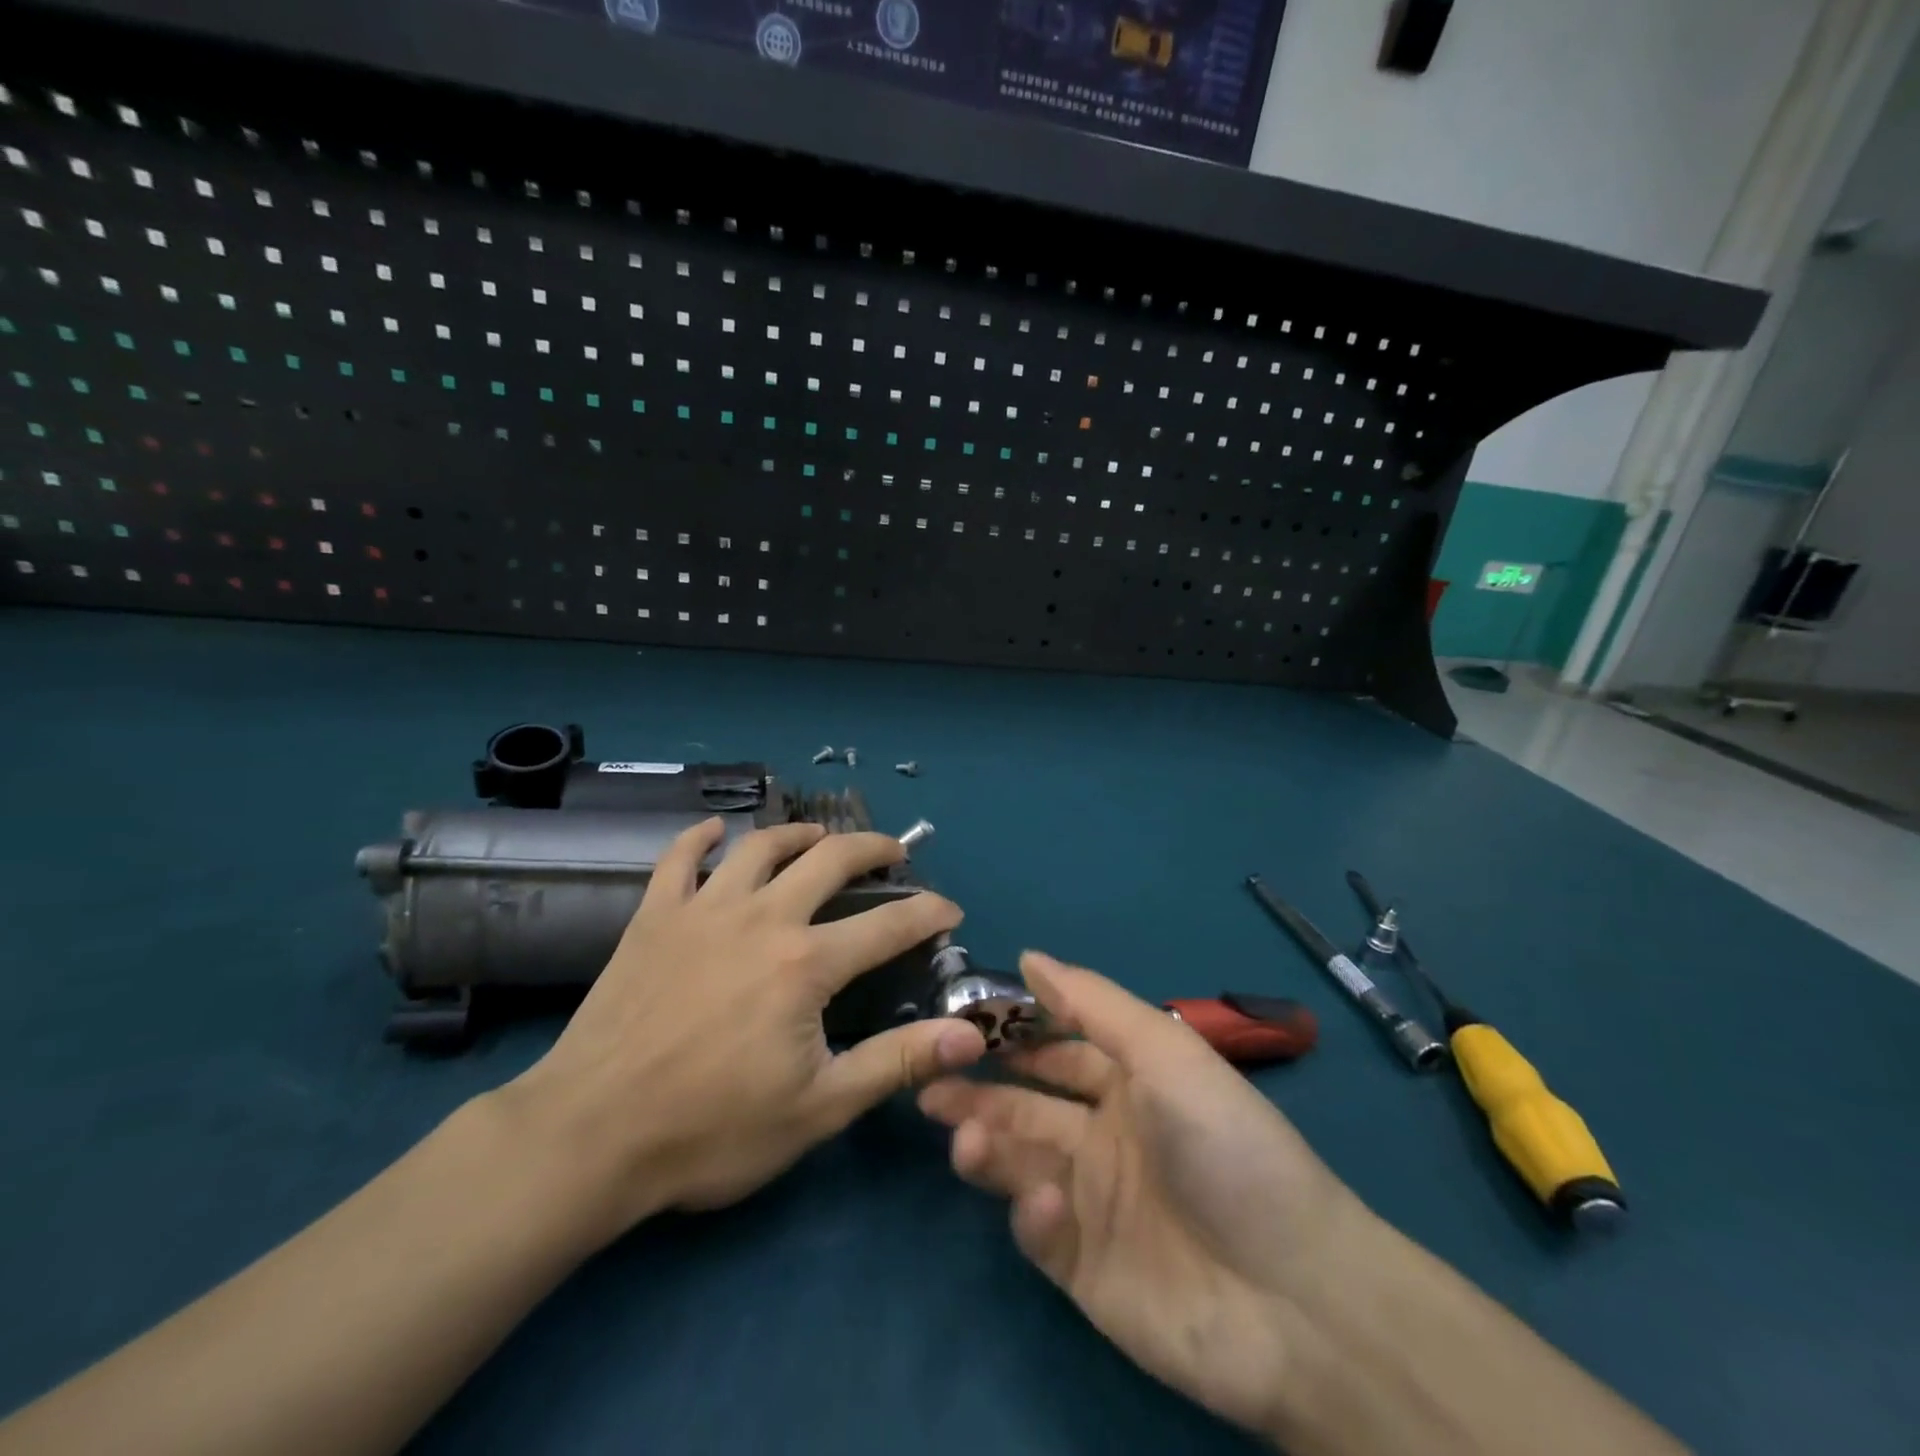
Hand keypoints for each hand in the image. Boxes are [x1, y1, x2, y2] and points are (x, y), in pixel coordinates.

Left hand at [504, 818, 986, 1243]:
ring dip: (799, 833)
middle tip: (894, 853)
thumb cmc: (711, 1130)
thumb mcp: (819, 1108)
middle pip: (830, 859)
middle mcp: (762, 917)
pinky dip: (700, 838)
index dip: (930, 913)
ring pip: (761, 846)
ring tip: (820, 836)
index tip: (951, 911)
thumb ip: (897, 1062)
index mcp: (807, 963)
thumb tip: (971, 1035)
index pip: (890, 924)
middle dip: (873, 848)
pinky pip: (679, 859)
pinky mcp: (654, 917)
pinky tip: (716, 831)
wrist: (589, 1137)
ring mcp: (703, 910)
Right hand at [918, 952, 1364, 1438]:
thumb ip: (1093, 1004)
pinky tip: (1049, 1204)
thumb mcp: (1165, 1053)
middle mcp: (1105, 1135)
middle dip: (978, 1091)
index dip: (1012, 1032)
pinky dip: (1032, 1212)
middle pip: (1025, 1105)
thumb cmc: (1226, 1147)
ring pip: (1019, 1162)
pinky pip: (1039, 1230)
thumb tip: (1029, 955)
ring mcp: (1092, 1203)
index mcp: (1128, 1083)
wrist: (1295, 1298)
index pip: (1056, 1048)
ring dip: (986, 1144)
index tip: (960, 1019)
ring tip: (961, 1137)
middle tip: (929, 1081)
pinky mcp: (1084, 1267)